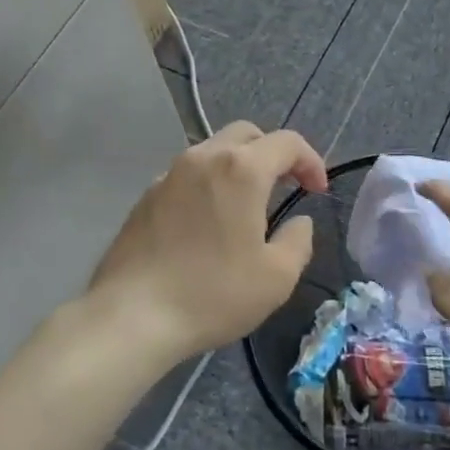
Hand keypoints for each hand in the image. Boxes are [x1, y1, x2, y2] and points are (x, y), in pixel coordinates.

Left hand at [88, 122, 328, 365]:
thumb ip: (298, 240)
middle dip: (273, 153)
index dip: (310, 161)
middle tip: (285, 186)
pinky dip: (208, 184)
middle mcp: (204, 158)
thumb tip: (299, 221)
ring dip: (238, 167)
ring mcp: (169, 174)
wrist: (132, 315)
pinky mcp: (146, 195)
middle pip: (247, 134)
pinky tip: (208, 223)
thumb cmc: (213, 294)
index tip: (317, 191)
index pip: (287, 143)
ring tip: (246, 207)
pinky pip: (187, 175)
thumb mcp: (276, 277)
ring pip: (213, 151)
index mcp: (241, 169)